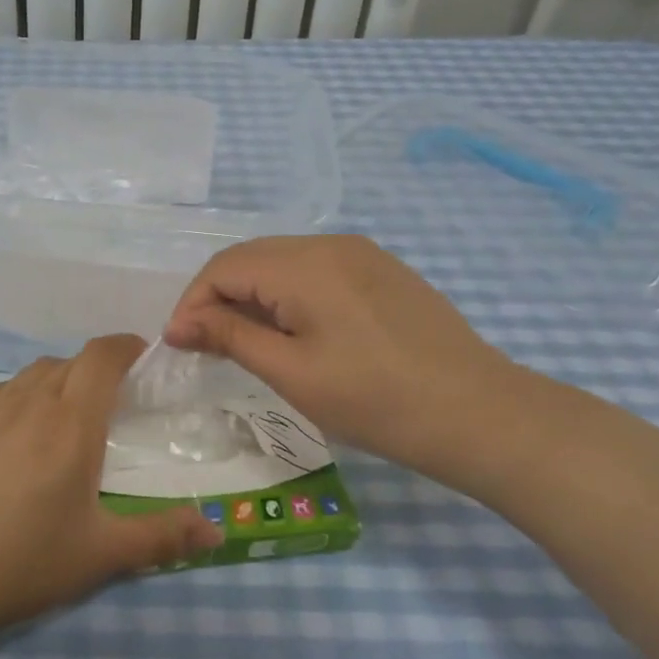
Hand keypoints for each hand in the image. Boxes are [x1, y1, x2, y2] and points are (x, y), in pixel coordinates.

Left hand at [0, 336, 224, 632]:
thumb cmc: (23, 563)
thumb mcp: (101, 555)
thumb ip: (162, 537)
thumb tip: (216, 531)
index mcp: (70, 422)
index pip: (102, 356)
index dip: (125, 346)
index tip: (141, 356)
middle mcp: (28, 401)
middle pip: (68, 363)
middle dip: (93, 372)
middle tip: (106, 407)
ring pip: (30, 376)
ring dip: (54, 384)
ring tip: (59, 422)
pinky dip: (17, 401)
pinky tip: (11, 441)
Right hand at [163, 235, 535, 487]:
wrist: (480, 414)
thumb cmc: (376, 400)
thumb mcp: (292, 372)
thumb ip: (230, 337)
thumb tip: (180, 324)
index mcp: (304, 264)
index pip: (224, 267)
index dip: (193, 303)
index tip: (179, 345)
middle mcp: (330, 243)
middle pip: (251, 257)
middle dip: (218, 297)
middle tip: (205, 346)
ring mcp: (361, 254)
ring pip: (282, 262)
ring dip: (252, 295)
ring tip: (244, 342)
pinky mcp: (381, 271)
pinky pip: (315, 270)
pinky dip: (286, 294)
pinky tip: (291, 331)